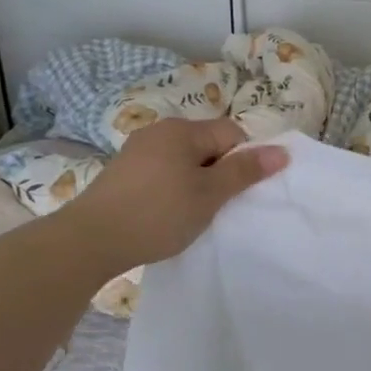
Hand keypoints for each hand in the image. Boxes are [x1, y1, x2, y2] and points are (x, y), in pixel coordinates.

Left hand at [69, 118, 287, 266]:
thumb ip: (245, 171)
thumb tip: (282, 151)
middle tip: (217, 205)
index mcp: (182, 130)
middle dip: (219, 172)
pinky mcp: (122, 172)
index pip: (231, 133)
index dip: (243, 160)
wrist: (89, 241)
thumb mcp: (209, 194)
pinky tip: (166, 214)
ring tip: (191, 213)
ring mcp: (137, 151)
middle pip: (207, 145)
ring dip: (195, 182)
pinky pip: (162, 172)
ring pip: (184, 160)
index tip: (237, 192)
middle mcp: (159, 131)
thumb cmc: (158, 214)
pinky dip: (172, 189)